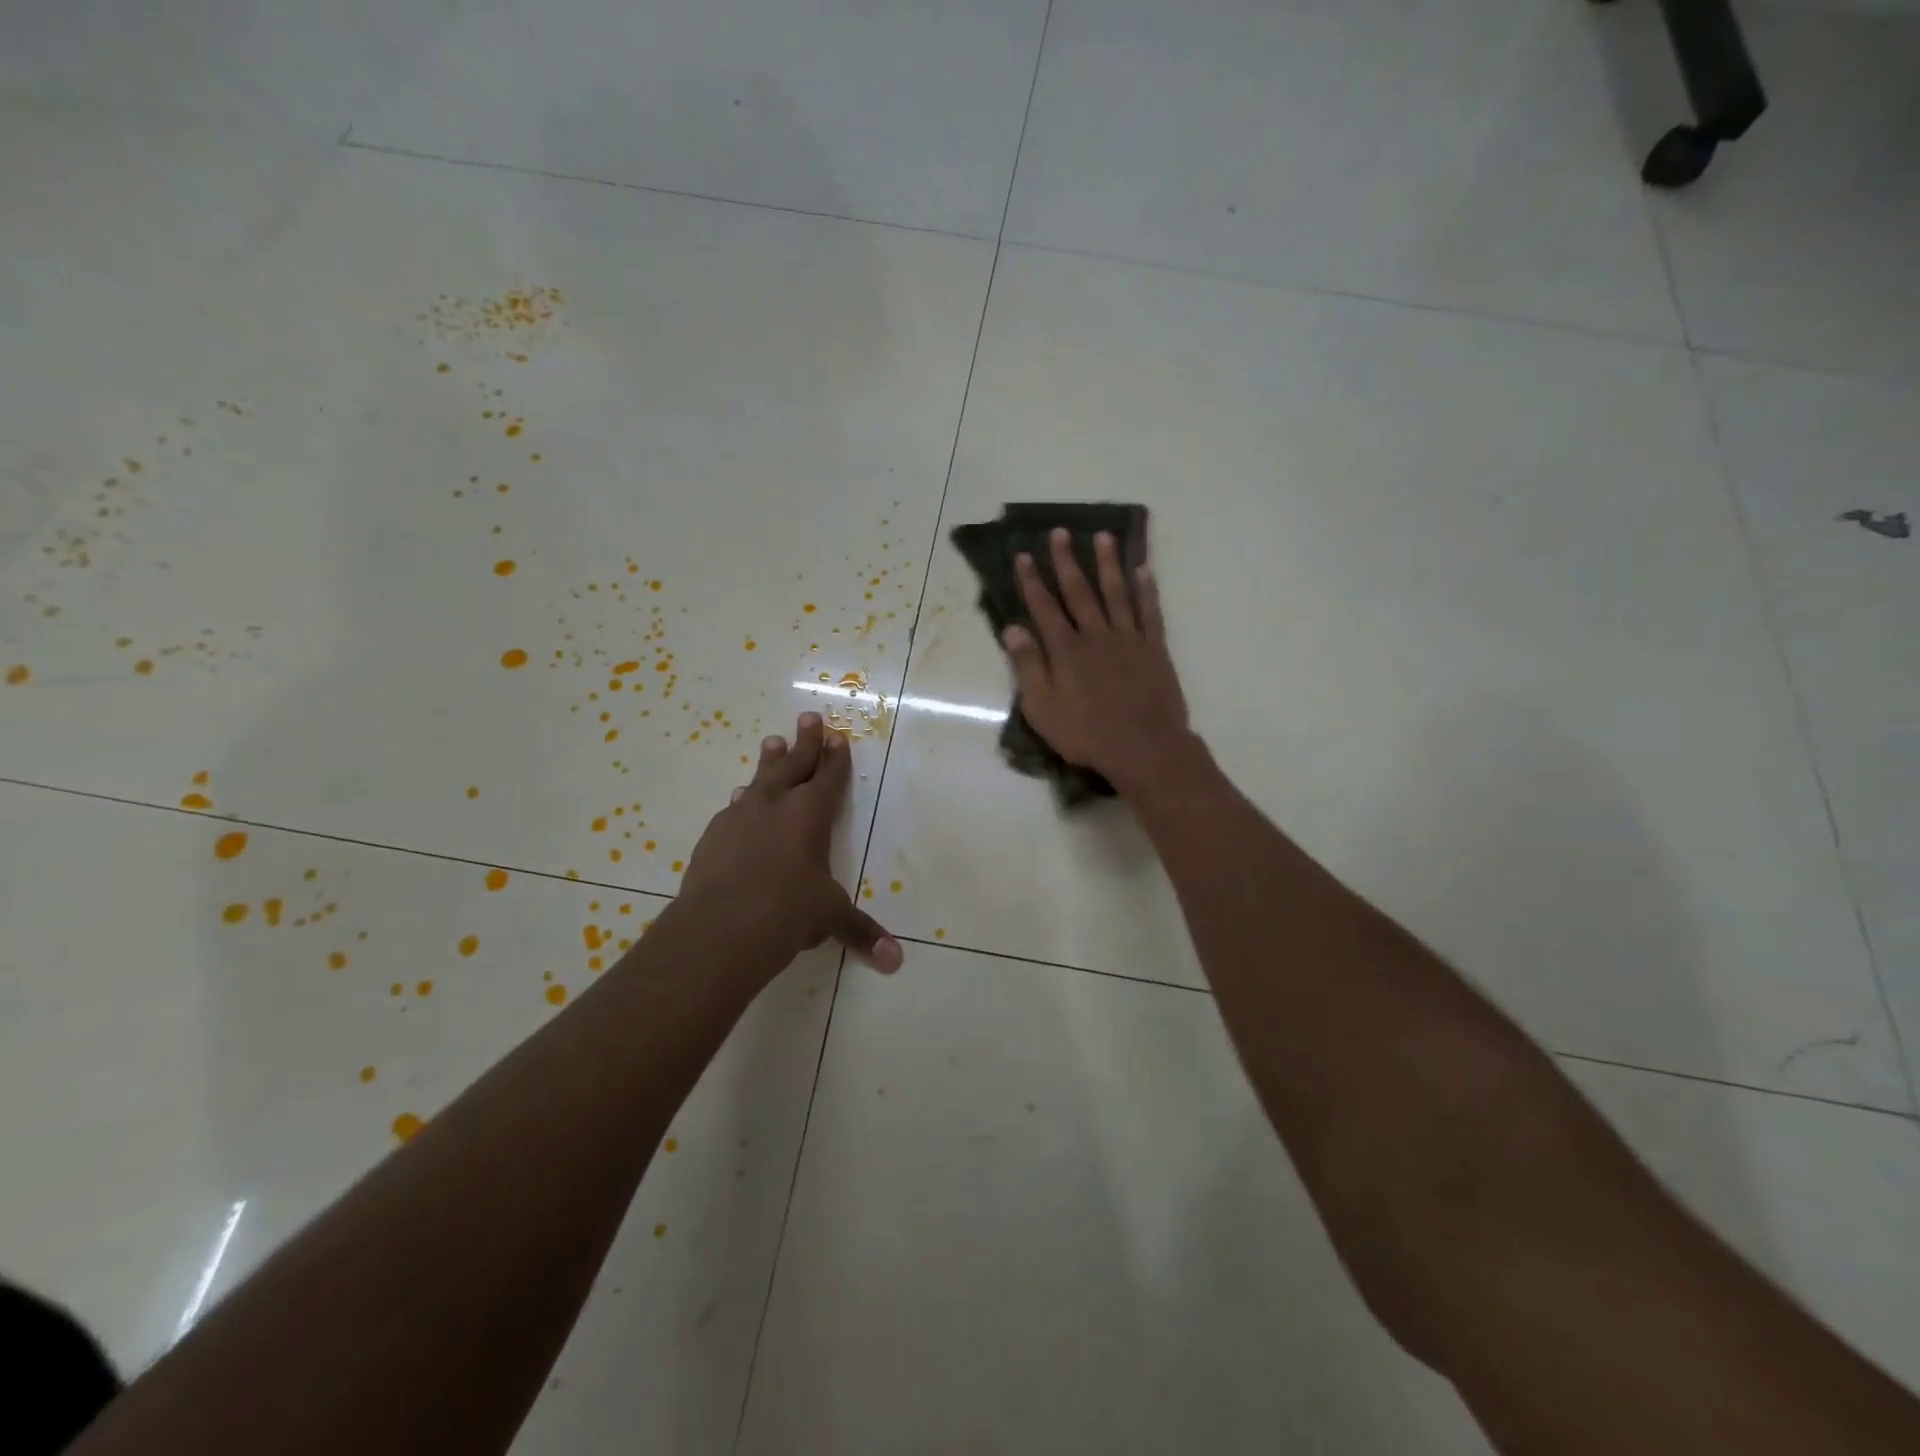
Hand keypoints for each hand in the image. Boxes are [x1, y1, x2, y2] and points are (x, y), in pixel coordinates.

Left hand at [679, 712, 903, 975]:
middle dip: (804, 741)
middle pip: (793, 764)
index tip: (837, 736)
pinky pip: (733, 809)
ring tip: (771, 742)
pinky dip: (743, 801)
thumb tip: (895, 962)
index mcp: (810, 815)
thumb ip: (861, 933)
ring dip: (769, 762)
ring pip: (759, 780)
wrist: (718, 928)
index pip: (829, 778)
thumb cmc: (787, 913)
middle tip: (808, 716)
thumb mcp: (829, 919)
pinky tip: (739, 801)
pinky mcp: (713, 837)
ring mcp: (740, 818)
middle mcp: (775, 806)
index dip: (836, 757)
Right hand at [1002, 528, 1194, 795]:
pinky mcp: (1154, 648)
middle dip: (1067, 561)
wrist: (1144, 747)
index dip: (1032, 580)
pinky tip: (1143, 569)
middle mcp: (1096, 635)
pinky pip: (1149, 611)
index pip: (1044, 607)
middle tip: (1061, 532)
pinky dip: (1146, 588)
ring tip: (1103, 536)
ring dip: (1108, 563)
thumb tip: (1012, 629)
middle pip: (1079, 591)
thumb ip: (1028, 666)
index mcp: (1066, 650)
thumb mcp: (1042, 708)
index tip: (1024, 554)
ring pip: (1116, 592)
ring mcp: (1128, 639)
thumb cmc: (1086, 734)